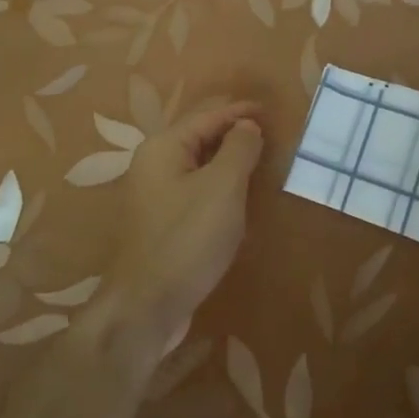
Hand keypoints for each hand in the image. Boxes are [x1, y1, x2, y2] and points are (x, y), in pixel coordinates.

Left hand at [109, 101, 264, 344]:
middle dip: (233, 133)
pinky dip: (218, 184)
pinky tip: (237, 195)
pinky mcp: (162, 221)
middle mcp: (153, 163)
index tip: (270, 111)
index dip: (240, 112)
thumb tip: (247, 126)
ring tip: (259, 159)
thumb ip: (239, 149)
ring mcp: (154, 194)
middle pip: (199, 136)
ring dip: (227, 159)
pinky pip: (195, 188)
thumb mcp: (223, 187)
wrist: (147, 306)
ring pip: (198, 164)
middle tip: (269, 134)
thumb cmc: (188, 238)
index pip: (208, 116)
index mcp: (163, 147)